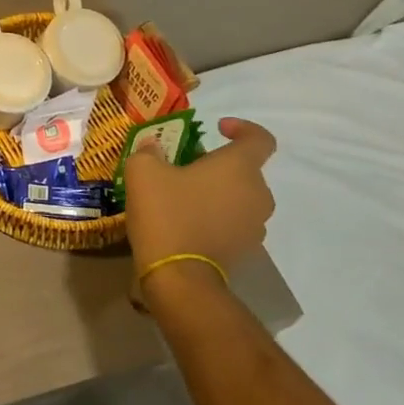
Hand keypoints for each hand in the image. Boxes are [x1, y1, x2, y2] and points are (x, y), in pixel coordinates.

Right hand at [125, 116, 276, 290]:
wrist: (178, 276)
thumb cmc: (166, 212)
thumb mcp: (143, 170)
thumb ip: (149, 150)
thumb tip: (154, 147)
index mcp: (240, 168)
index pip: (260, 139)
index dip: (242, 128)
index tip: (216, 129)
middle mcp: (257, 194)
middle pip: (246, 169)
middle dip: (219, 163)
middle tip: (186, 164)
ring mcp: (254, 226)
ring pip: (240, 196)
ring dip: (218, 190)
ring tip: (183, 194)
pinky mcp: (244, 250)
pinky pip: (234, 221)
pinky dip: (216, 215)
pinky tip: (186, 220)